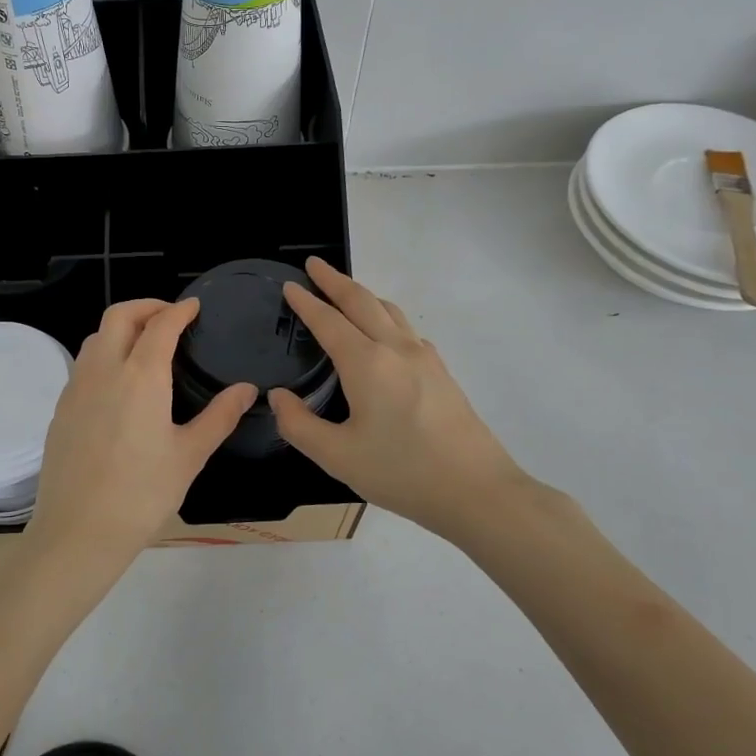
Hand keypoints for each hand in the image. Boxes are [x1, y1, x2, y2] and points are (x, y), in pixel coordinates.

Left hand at [25, 298, 255, 583]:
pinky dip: (104, 353)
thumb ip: (220, 416)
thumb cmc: (142, 494)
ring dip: (121, 328)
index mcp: (140, 376)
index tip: (194, 306)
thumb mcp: (189, 455)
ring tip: (145, 344)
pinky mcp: (61, 408)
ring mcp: (76, 388)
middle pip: (119, 316)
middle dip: (146, 306)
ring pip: (96, 337)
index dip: (179, 310)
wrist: (78, 531)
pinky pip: (83, 364)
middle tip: (170, 316)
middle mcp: (104, 370)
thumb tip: (247, 389)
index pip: (160, 325)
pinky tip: (119, 381)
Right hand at [269, 258, 540, 542]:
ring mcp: (425, 358)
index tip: (289, 285)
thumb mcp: (337, 456)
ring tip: (346, 291)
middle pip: (362, 302)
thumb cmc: (402, 472)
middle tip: (314, 264)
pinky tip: (385, 334)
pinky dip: (386, 317)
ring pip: (390, 311)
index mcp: (367, 363)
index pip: (329, 321)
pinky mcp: (442, 373)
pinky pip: (407, 330)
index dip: (306, 302)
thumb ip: (299, 425)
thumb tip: (278, 397)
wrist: (477, 491)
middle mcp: (396, 349)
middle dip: (335, 281)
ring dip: (363, 295)